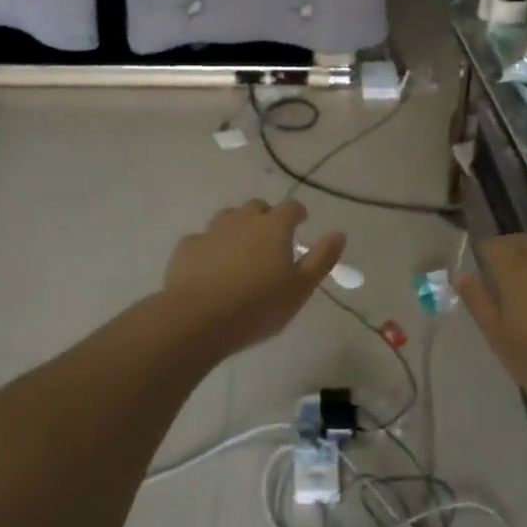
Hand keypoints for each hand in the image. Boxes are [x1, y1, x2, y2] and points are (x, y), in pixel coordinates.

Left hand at [162, 200, 345, 356]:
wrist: (197, 318)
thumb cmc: (257, 306)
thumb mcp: (300, 289)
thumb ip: (321, 259)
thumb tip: (339, 234)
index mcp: (273, 227)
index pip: (291, 208)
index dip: (297, 213)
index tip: (301, 222)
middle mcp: (243, 220)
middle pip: (257, 207)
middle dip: (266, 217)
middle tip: (271, 238)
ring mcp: (212, 231)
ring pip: (228, 218)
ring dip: (237, 227)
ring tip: (241, 250)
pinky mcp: (187, 248)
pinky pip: (202, 239)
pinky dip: (210, 247)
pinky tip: (209, 265)